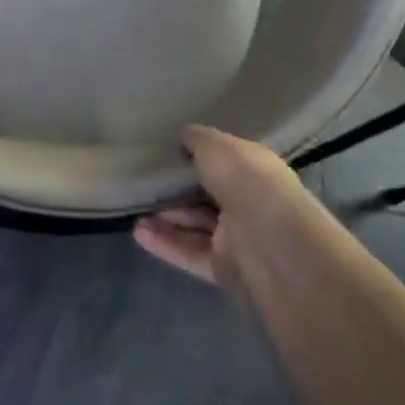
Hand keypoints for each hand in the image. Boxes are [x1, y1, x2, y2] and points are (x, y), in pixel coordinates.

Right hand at [134, 124, 306, 292]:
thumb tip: (185, 135)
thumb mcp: (217, 147)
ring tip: (133, 206)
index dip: (199, 155)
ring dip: (166, 217)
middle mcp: (248, 202)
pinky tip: (138, 232)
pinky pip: (189, 252)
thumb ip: (198, 140)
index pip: (226, 161)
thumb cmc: (247, 182)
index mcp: (255, 170)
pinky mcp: (223, 268)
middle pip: (208, 195)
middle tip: (144, 180)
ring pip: (196, 224)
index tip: (168, 151)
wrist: (271, 244)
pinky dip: (165, 242)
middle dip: (178, 189)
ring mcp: (237, 238)